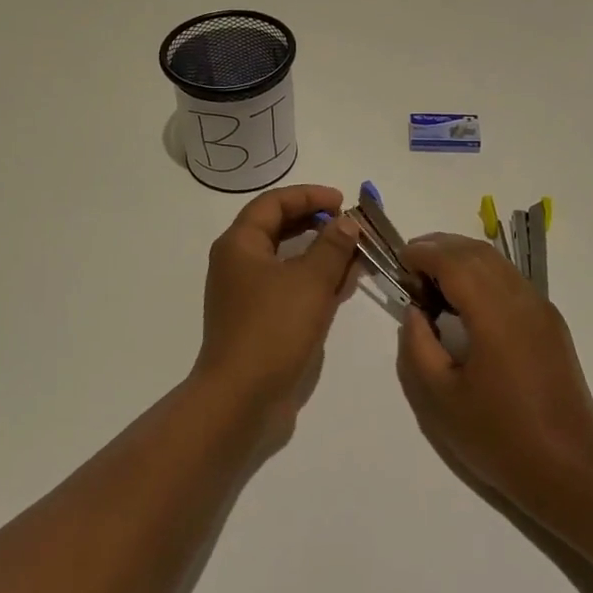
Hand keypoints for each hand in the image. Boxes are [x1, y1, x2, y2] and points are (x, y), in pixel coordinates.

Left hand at [193, 184, 359, 444]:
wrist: (240, 396)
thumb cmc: (273, 328)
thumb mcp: (310, 281)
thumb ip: (332, 246)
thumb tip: (347, 222)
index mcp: (240, 244)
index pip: (274, 203)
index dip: (308, 196)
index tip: (342, 201)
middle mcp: (237, 262)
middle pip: (278, 228)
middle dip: (316, 223)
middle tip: (350, 226)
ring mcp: (245, 293)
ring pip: (286, 260)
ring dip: (319, 253)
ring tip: (354, 253)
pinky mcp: (257, 319)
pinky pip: (288, 286)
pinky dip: (313, 280)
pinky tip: (341, 285)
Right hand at [396, 233, 592, 518]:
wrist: (571, 472)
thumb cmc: (499, 438)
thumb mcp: (440, 398)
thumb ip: (418, 346)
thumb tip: (415, 311)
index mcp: (495, 314)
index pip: (454, 261)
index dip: (423, 252)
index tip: (398, 262)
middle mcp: (522, 300)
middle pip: (477, 252)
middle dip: (440, 248)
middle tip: (410, 266)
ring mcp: (542, 310)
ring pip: (497, 263)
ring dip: (462, 259)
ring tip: (432, 281)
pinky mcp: (551, 324)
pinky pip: (511, 281)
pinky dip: (482, 275)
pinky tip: (464, 302)